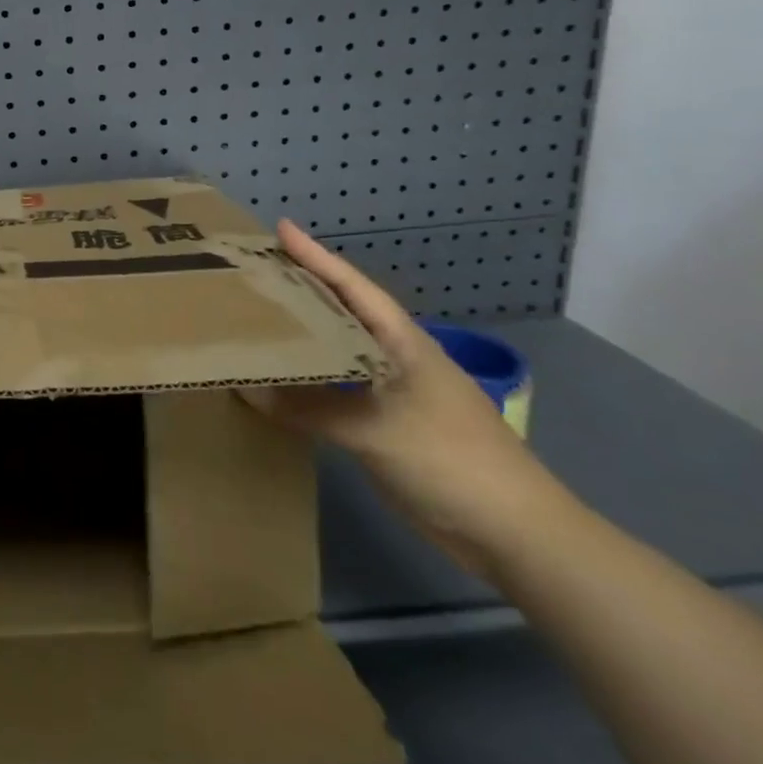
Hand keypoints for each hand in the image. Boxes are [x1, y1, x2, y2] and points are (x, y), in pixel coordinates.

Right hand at [243, 220, 566, 578]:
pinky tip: (281, 384)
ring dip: (303, 337)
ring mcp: (394, 394)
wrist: (516, 535)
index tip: (280, 228)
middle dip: (303, 288)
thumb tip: (246, 390)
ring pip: (338, 353)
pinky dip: (308, 383)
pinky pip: (337, 392)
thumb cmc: (451, 461)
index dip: (316, 257)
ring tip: (259, 319)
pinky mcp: (387, 428)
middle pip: (343, 313)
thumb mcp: (375, 430)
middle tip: (256, 270)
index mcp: (404, 344)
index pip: (353, 287)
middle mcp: (396, 359)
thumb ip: (310, 408)